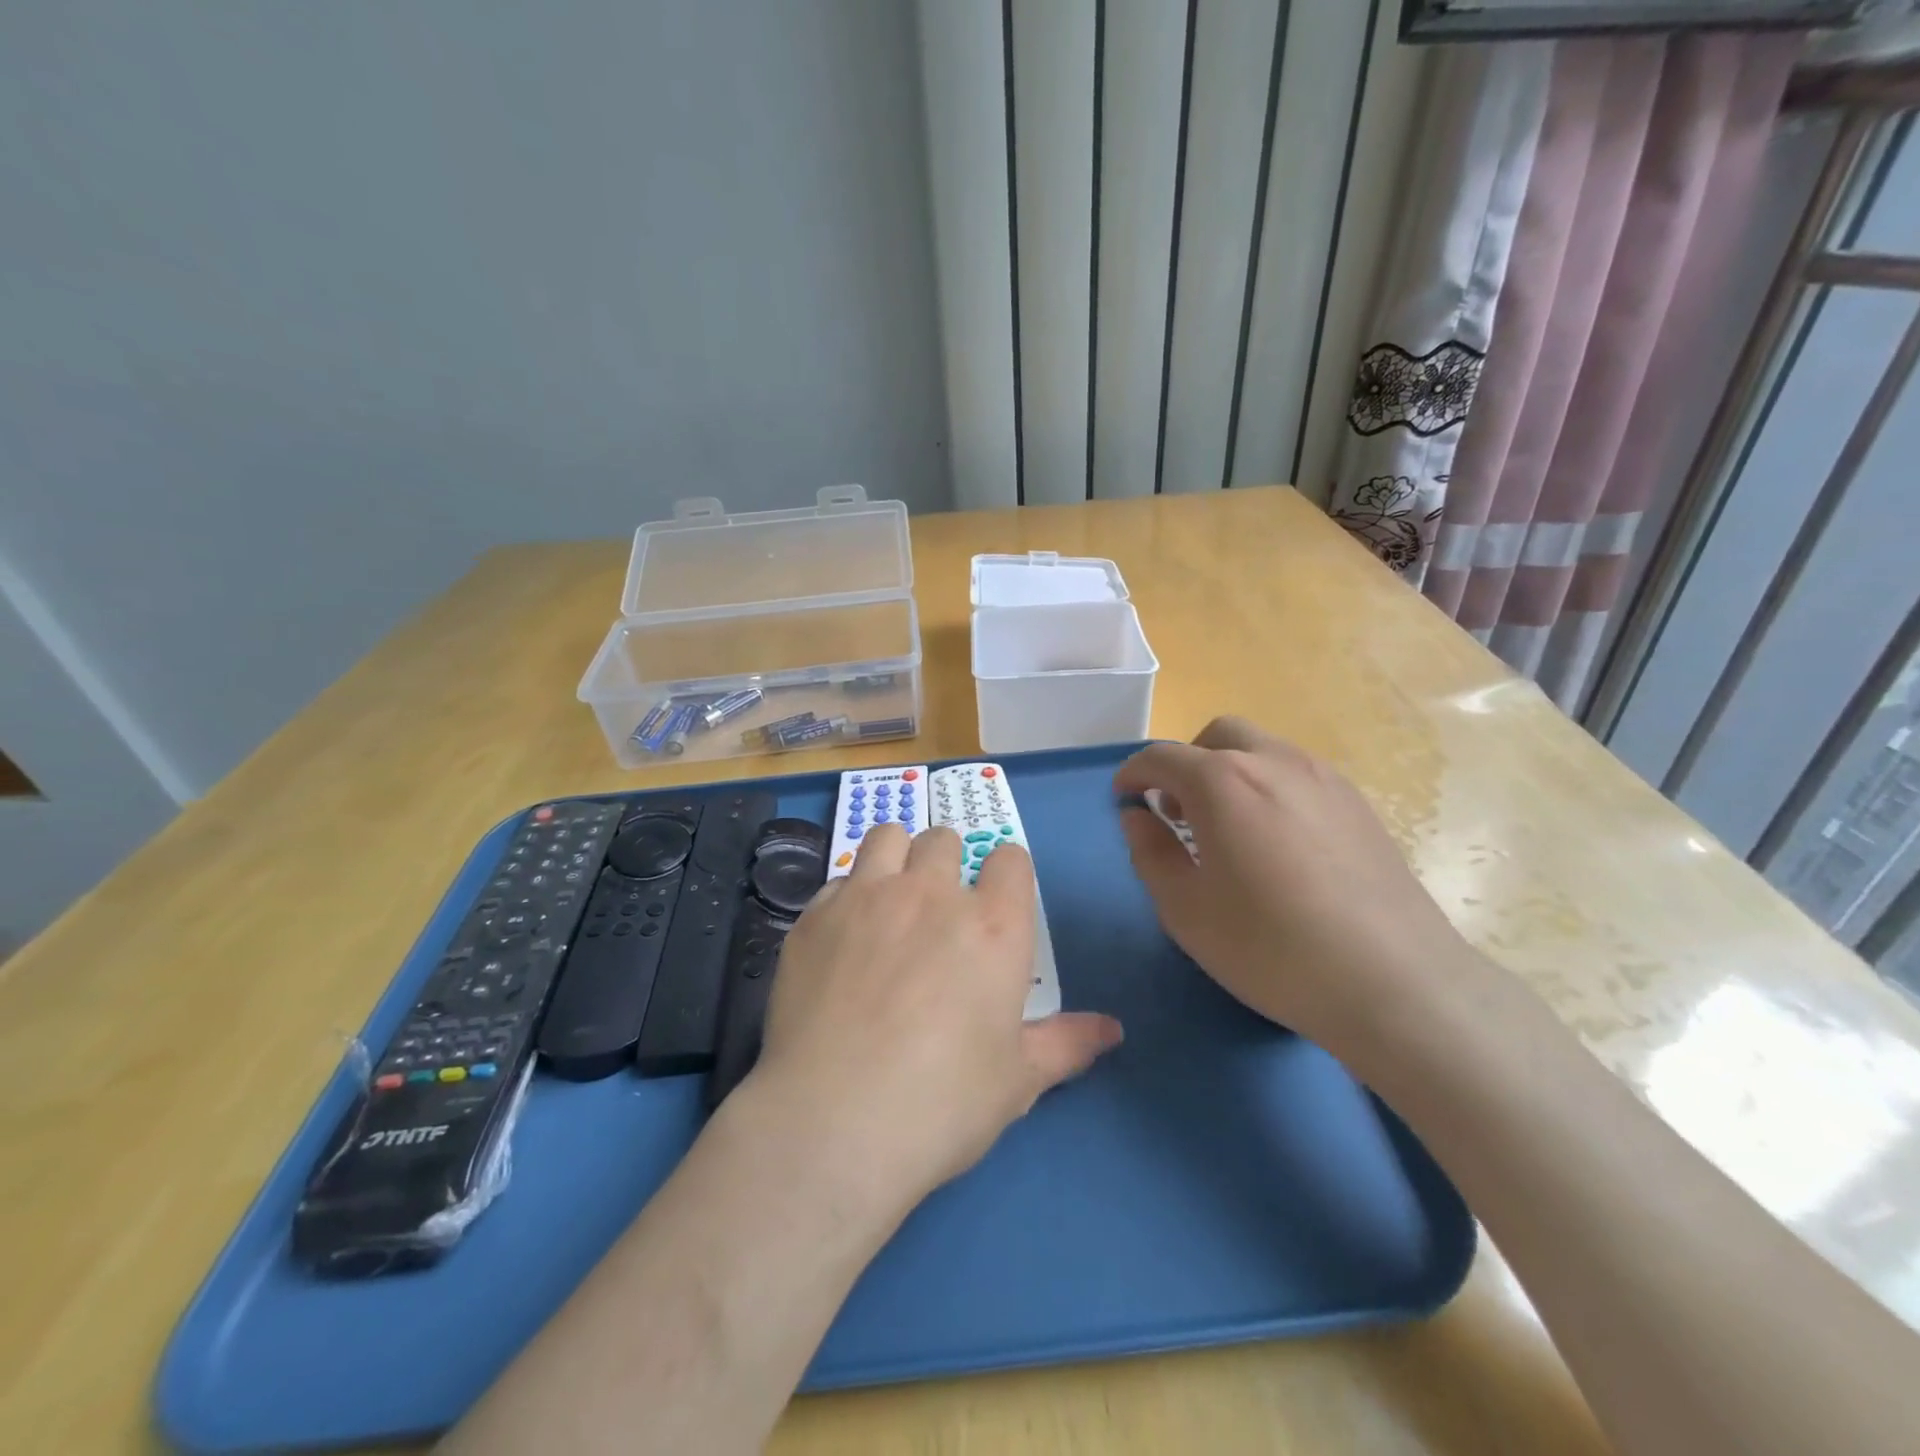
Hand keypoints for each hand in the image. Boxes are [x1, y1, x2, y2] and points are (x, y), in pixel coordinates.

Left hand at [746, 824, 1122, 1209]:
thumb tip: (1113, 1030)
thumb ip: (1065, 1043)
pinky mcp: (815, 916)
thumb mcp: (1017, 1081)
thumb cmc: (942, 1105)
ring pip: (888, 837)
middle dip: (948, 862)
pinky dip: (847, 898)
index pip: (1011, 859)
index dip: (1006, 876)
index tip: (998, 903)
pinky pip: (837, 880)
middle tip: (938, 908)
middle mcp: (932, 894)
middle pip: (945, 838)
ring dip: (896, 857)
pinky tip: (842, 941)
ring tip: (890, 898)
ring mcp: (868, 897)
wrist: (832, 1124)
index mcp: (994, 926)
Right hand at [1114, 717, 1488, 1070]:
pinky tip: (1277, 844)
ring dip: (1229, 773)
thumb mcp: (1185, 910)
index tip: (1122, 798)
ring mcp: (1324, 779)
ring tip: (1227, 830)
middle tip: (1177, 811)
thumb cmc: (1271, 948)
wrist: (1395, 982)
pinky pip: (1298, 775)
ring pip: (1263, 751)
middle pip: (1218, 736)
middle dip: (1186, 763)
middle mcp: (1274, 762)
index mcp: (1222, 782)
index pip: (1162, 757)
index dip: (1133, 774)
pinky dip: (1269, 788)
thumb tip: (1137, 816)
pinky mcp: (1359, 804)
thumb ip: (1150, 852)